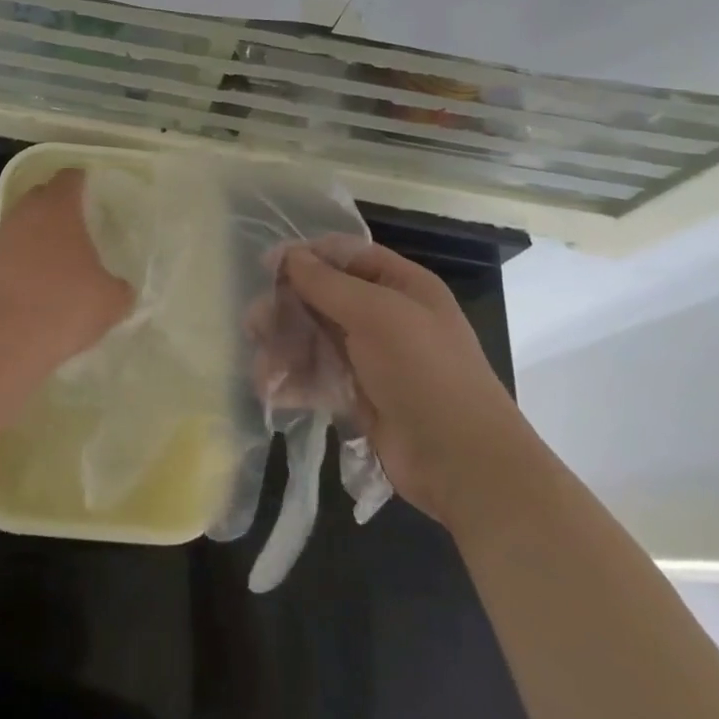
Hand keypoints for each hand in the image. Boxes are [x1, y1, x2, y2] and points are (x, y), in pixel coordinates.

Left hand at [0, 170, 134, 366]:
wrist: (8, 338)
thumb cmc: (67, 305)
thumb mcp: (111, 300)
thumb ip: (120, 288)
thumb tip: (120, 288)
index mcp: (59, 208)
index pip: (69, 178)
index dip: (82, 181)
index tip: (93, 192)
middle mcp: (27, 213)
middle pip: (42, 195)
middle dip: (58, 204)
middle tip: (78, 224)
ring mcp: (3, 237)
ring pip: (23, 222)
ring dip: (39, 232)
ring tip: (58, 255)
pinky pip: (11, 250)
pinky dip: (23, 257)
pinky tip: (37, 281)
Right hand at [280, 239, 537, 528]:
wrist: (463, 464)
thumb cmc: (423, 372)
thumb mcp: (376, 315)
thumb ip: (326, 284)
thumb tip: (288, 254)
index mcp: (401, 286)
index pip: (346, 256)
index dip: (307, 257)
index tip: (268, 267)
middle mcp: (386, 316)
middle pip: (323, 298)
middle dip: (287, 308)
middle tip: (255, 323)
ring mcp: (372, 358)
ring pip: (315, 338)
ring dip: (285, 348)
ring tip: (262, 367)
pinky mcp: (359, 397)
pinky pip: (318, 377)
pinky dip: (294, 381)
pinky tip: (271, 390)